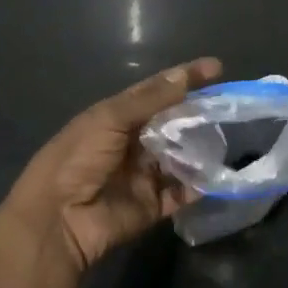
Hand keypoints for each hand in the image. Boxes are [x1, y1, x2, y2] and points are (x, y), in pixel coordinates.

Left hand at [0, 57, 221, 272]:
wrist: (57, 219)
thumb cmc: (78, 158)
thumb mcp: (109, 119)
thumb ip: (150, 99)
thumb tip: (184, 76)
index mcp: (118, 116)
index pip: (157, 90)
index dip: (185, 77)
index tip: (217, 68)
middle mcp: (133, 142)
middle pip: (173, 123)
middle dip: (199, 114)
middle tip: (230, 105)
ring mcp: (144, 175)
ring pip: (180, 157)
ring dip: (201, 148)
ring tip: (230, 136)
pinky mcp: (151, 206)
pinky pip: (181, 193)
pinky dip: (199, 186)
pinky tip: (220, 174)